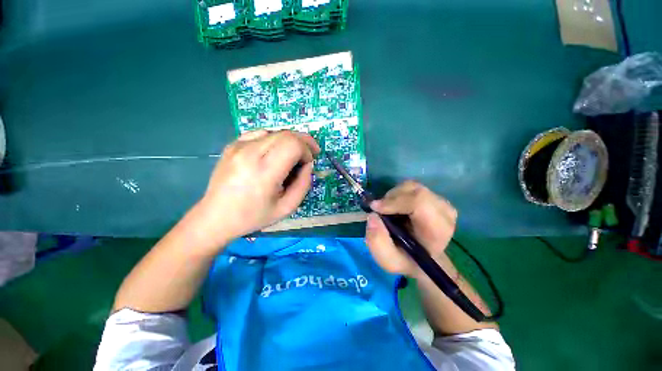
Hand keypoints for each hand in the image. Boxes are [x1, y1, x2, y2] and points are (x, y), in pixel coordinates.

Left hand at [196, 130, 319, 245]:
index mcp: (264, 171)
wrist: (216, 217)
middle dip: (303, 142)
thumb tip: (308, 164)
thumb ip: (304, 184)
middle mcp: (249, 153)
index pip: (293, 144)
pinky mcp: (232, 144)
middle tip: (310, 154)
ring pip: (275, 131)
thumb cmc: (253, 216)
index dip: (306, 150)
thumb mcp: (287, 207)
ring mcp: (238, 146)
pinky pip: (260, 134)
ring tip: (294, 154)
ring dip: (290, 141)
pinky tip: (275, 152)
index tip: (308, 163)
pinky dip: (274, 140)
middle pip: (286, 134)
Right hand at [365, 181, 456, 277]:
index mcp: (437, 231)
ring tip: (388, 210)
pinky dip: (399, 193)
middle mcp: (444, 213)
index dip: (394, 201)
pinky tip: (396, 206)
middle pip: (415, 191)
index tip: (375, 208)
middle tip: (380, 210)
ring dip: (394, 195)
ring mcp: (441, 203)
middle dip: (391, 198)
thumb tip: (372, 216)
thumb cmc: (407, 260)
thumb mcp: (388, 260)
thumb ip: (377, 242)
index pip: (420, 203)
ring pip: (412, 186)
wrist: (423, 257)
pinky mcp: (435, 197)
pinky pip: (412, 187)